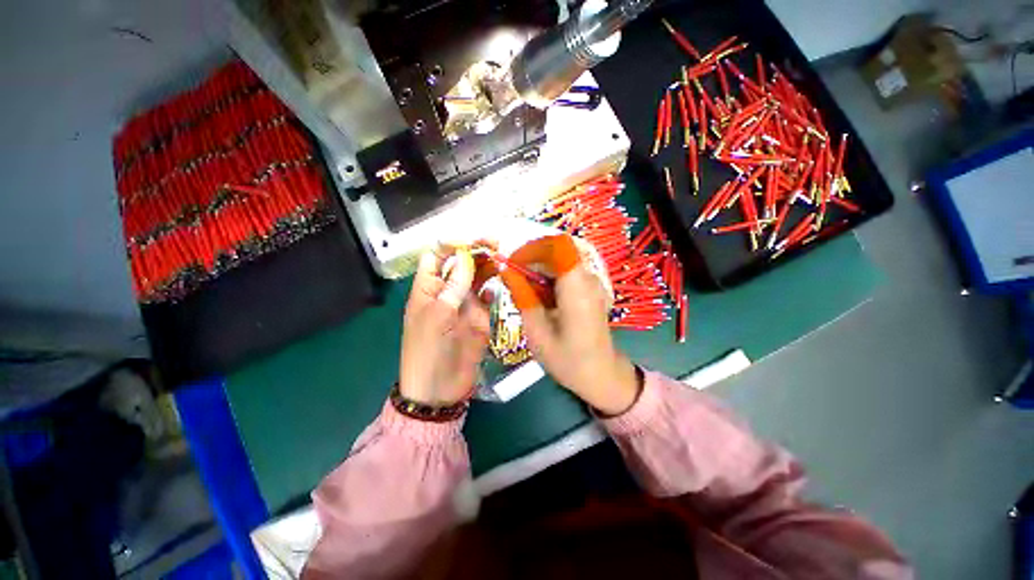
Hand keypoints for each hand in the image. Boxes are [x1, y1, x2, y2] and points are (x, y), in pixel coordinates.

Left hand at [400, 247, 489, 406]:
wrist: (439, 388)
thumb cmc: (428, 350)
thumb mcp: (437, 316)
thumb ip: (453, 286)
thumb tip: (465, 257)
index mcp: (429, 288)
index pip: (437, 256)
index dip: (452, 245)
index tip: (471, 243)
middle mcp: (447, 291)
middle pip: (461, 263)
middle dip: (476, 251)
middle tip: (496, 245)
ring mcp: (465, 304)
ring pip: (477, 277)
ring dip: (488, 267)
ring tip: (502, 259)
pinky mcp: (479, 317)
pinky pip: (487, 297)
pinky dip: (492, 289)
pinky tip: (496, 288)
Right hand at [499, 235, 640, 415]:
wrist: (601, 374)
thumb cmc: (568, 360)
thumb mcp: (537, 333)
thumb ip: (522, 297)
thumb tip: (506, 270)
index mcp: (577, 290)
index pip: (559, 246)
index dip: (533, 247)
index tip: (512, 262)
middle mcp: (588, 279)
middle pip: (557, 250)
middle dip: (530, 258)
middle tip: (511, 277)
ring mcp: (591, 282)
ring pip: (559, 259)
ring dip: (537, 267)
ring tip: (521, 288)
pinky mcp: (589, 288)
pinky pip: (564, 270)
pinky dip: (546, 276)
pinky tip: (537, 295)